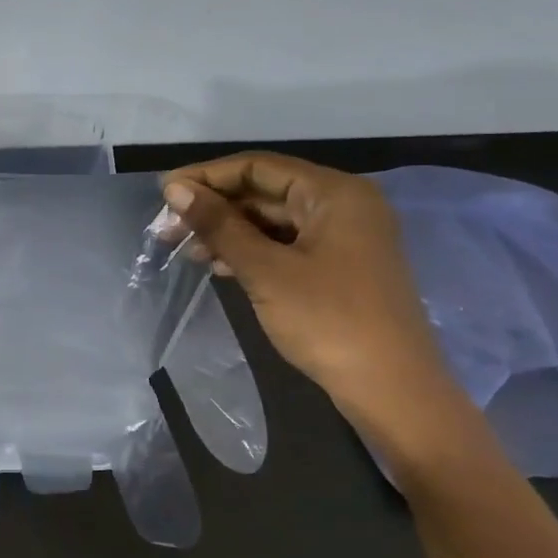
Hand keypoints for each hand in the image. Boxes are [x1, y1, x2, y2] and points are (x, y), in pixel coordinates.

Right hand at [161, 153, 466, 435]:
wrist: (392, 390)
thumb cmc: (329, 321)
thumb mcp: (266, 271)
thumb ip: (219, 226)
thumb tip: (175, 189)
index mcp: (334, 193)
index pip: (258, 167)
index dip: (208, 176)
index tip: (165, 192)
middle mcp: (343, 204)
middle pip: (266, 191)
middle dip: (216, 207)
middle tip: (168, 228)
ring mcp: (345, 237)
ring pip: (274, 220)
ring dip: (229, 231)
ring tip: (186, 250)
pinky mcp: (340, 266)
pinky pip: (287, 244)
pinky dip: (252, 251)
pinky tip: (220, 266)